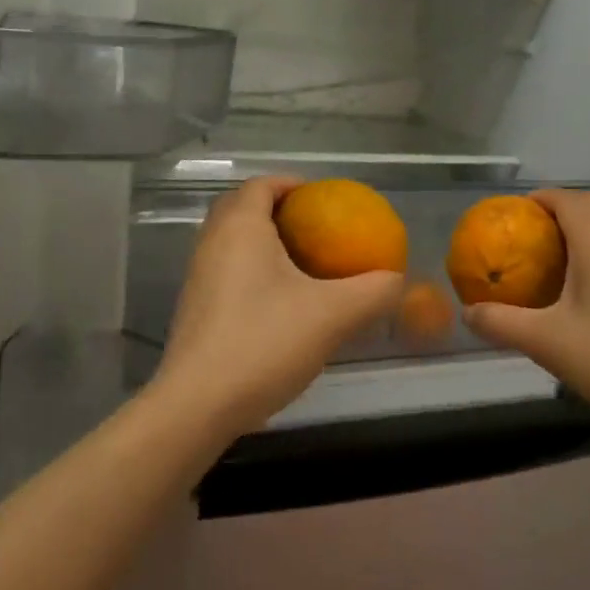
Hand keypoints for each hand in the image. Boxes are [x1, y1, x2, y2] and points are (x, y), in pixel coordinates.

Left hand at [154, 177, 403, 437]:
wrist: (197, 405)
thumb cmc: (264, 343)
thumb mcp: (333, 315)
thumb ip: (372, 292)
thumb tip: (395, 279)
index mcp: (240, 228)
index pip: (261, 185)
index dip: (291, 184)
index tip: (322, 198)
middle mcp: (212, 243)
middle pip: (241, 208)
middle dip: (276, 209)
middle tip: (313, 227)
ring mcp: (198, 277)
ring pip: (231, 241)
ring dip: (263, 241)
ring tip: (302, 263)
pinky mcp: (194, 309)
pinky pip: (226, 271)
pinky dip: (251, 270)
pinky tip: (280, 303)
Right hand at [463, 189, 589, 431]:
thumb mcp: (547, 342)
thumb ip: (502, 323)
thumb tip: (468, 312)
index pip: (568, 199)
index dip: (538, 199)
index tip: (511, 215)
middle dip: (557, 210)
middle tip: (527, 234)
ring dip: (579, 230)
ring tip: (548, 258)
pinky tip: (581, 289)